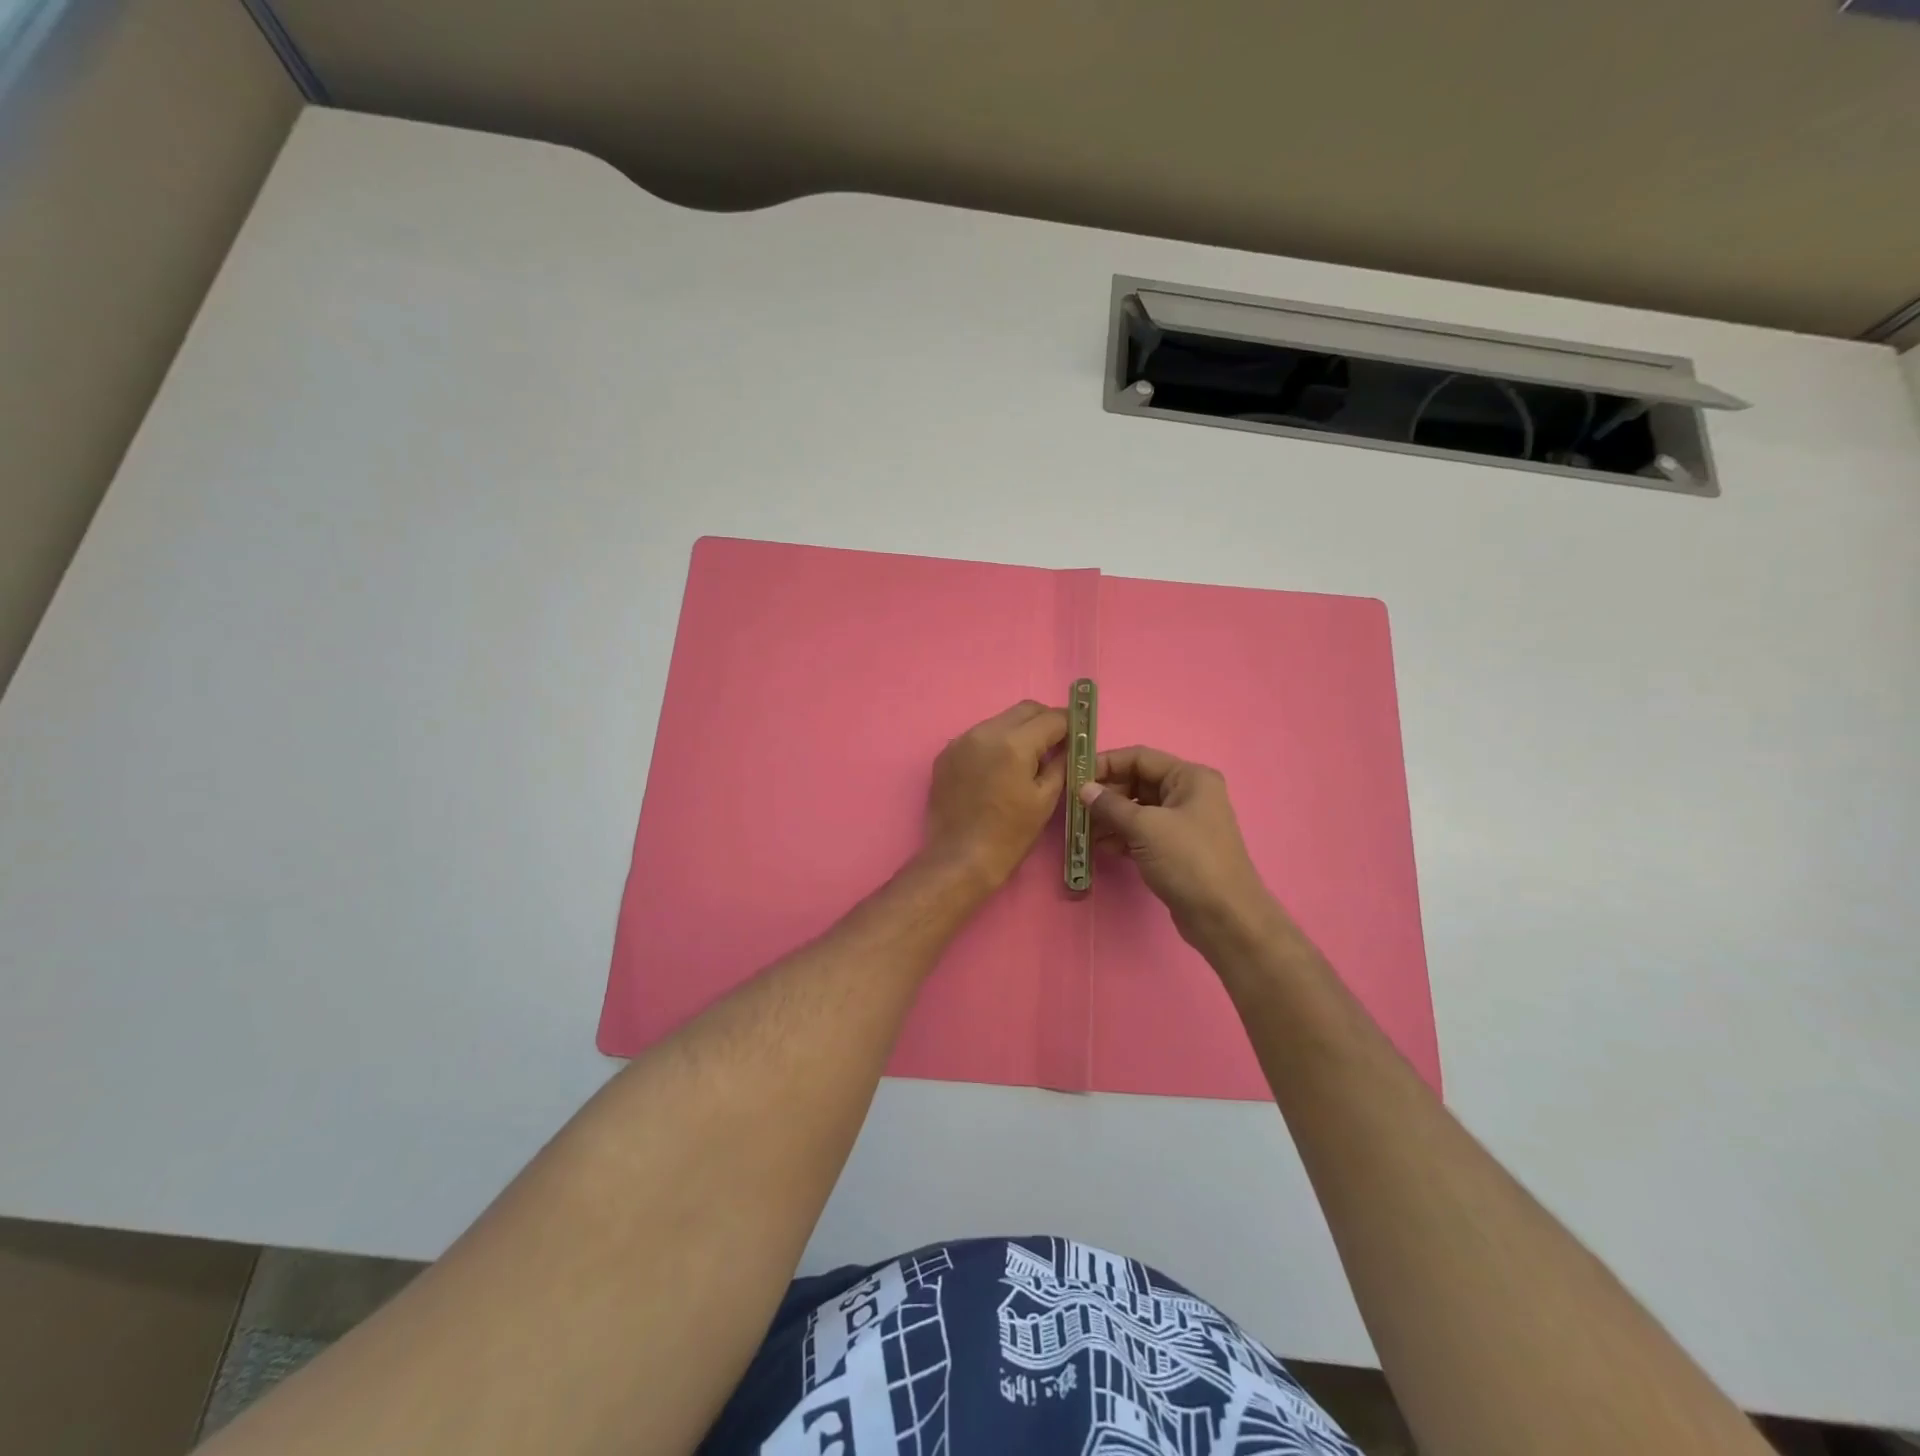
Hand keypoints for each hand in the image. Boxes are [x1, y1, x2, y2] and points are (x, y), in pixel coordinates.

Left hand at [923, 701, 1068, 888]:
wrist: (960, 858)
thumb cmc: (1009, 834)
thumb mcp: (1045, 799)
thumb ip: (1060, 763)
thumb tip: (1068, 745)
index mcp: (1014, 743)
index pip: (1051, 717)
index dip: (1069, 724)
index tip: (1077, 734)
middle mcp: (985, 732)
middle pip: (1024, 710)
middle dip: (1045, 721)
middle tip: (1056, 743)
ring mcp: (961, 741)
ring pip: (1000, 720)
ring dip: (1018, 731)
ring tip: (1027, 758)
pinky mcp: (946, 754)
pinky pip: (978, 737)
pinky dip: (994, 743)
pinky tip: (999, 768)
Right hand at [1081, 746, 1282, 949]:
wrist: (1224, 917)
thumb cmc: (1189, 861)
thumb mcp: (1146, 827)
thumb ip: (1111, 805)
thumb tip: (1084, 789)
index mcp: (1189, 778)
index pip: (1140, 758)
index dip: (1106, 763)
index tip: (1075, 776)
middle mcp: (1188, 794)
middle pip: (1137, 782)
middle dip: (1106, 794)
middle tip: (1076, 807)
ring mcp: (1182, 823)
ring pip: (1137, 809)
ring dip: (1109, 817)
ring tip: (1082, 830)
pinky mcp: (1175, 849)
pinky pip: (1142, 832)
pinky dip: (1121, 835)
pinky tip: (1098, 846)